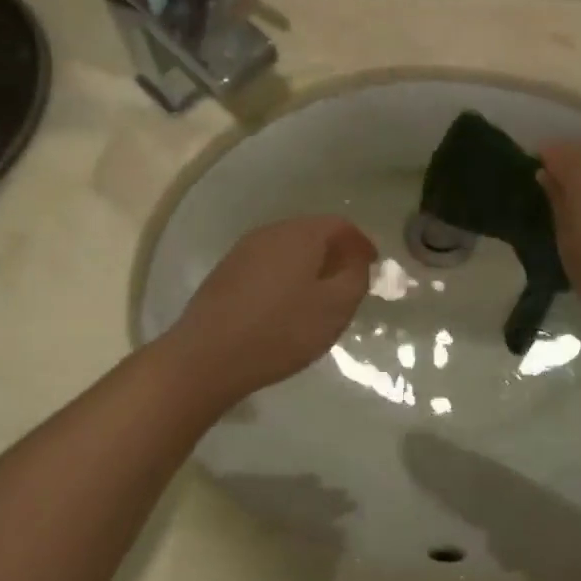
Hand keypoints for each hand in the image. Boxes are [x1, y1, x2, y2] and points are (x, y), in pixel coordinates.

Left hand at [163, 215, 377, 404]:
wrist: (207, 356)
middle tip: (349, 278)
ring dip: (308, 264)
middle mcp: (270, 232)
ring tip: (320, 293)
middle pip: (311, 232)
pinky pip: (267, 264)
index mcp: (300, 234)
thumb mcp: (335, 308)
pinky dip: (285, 276)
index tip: (373, 264)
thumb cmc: (281, 330)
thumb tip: (356, 259)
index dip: (360, 242)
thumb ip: (355, 277)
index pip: (339, 224)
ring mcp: (243, 251)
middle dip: (334, 251)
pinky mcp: (225, 273)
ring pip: (287, 248)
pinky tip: (286, 303)